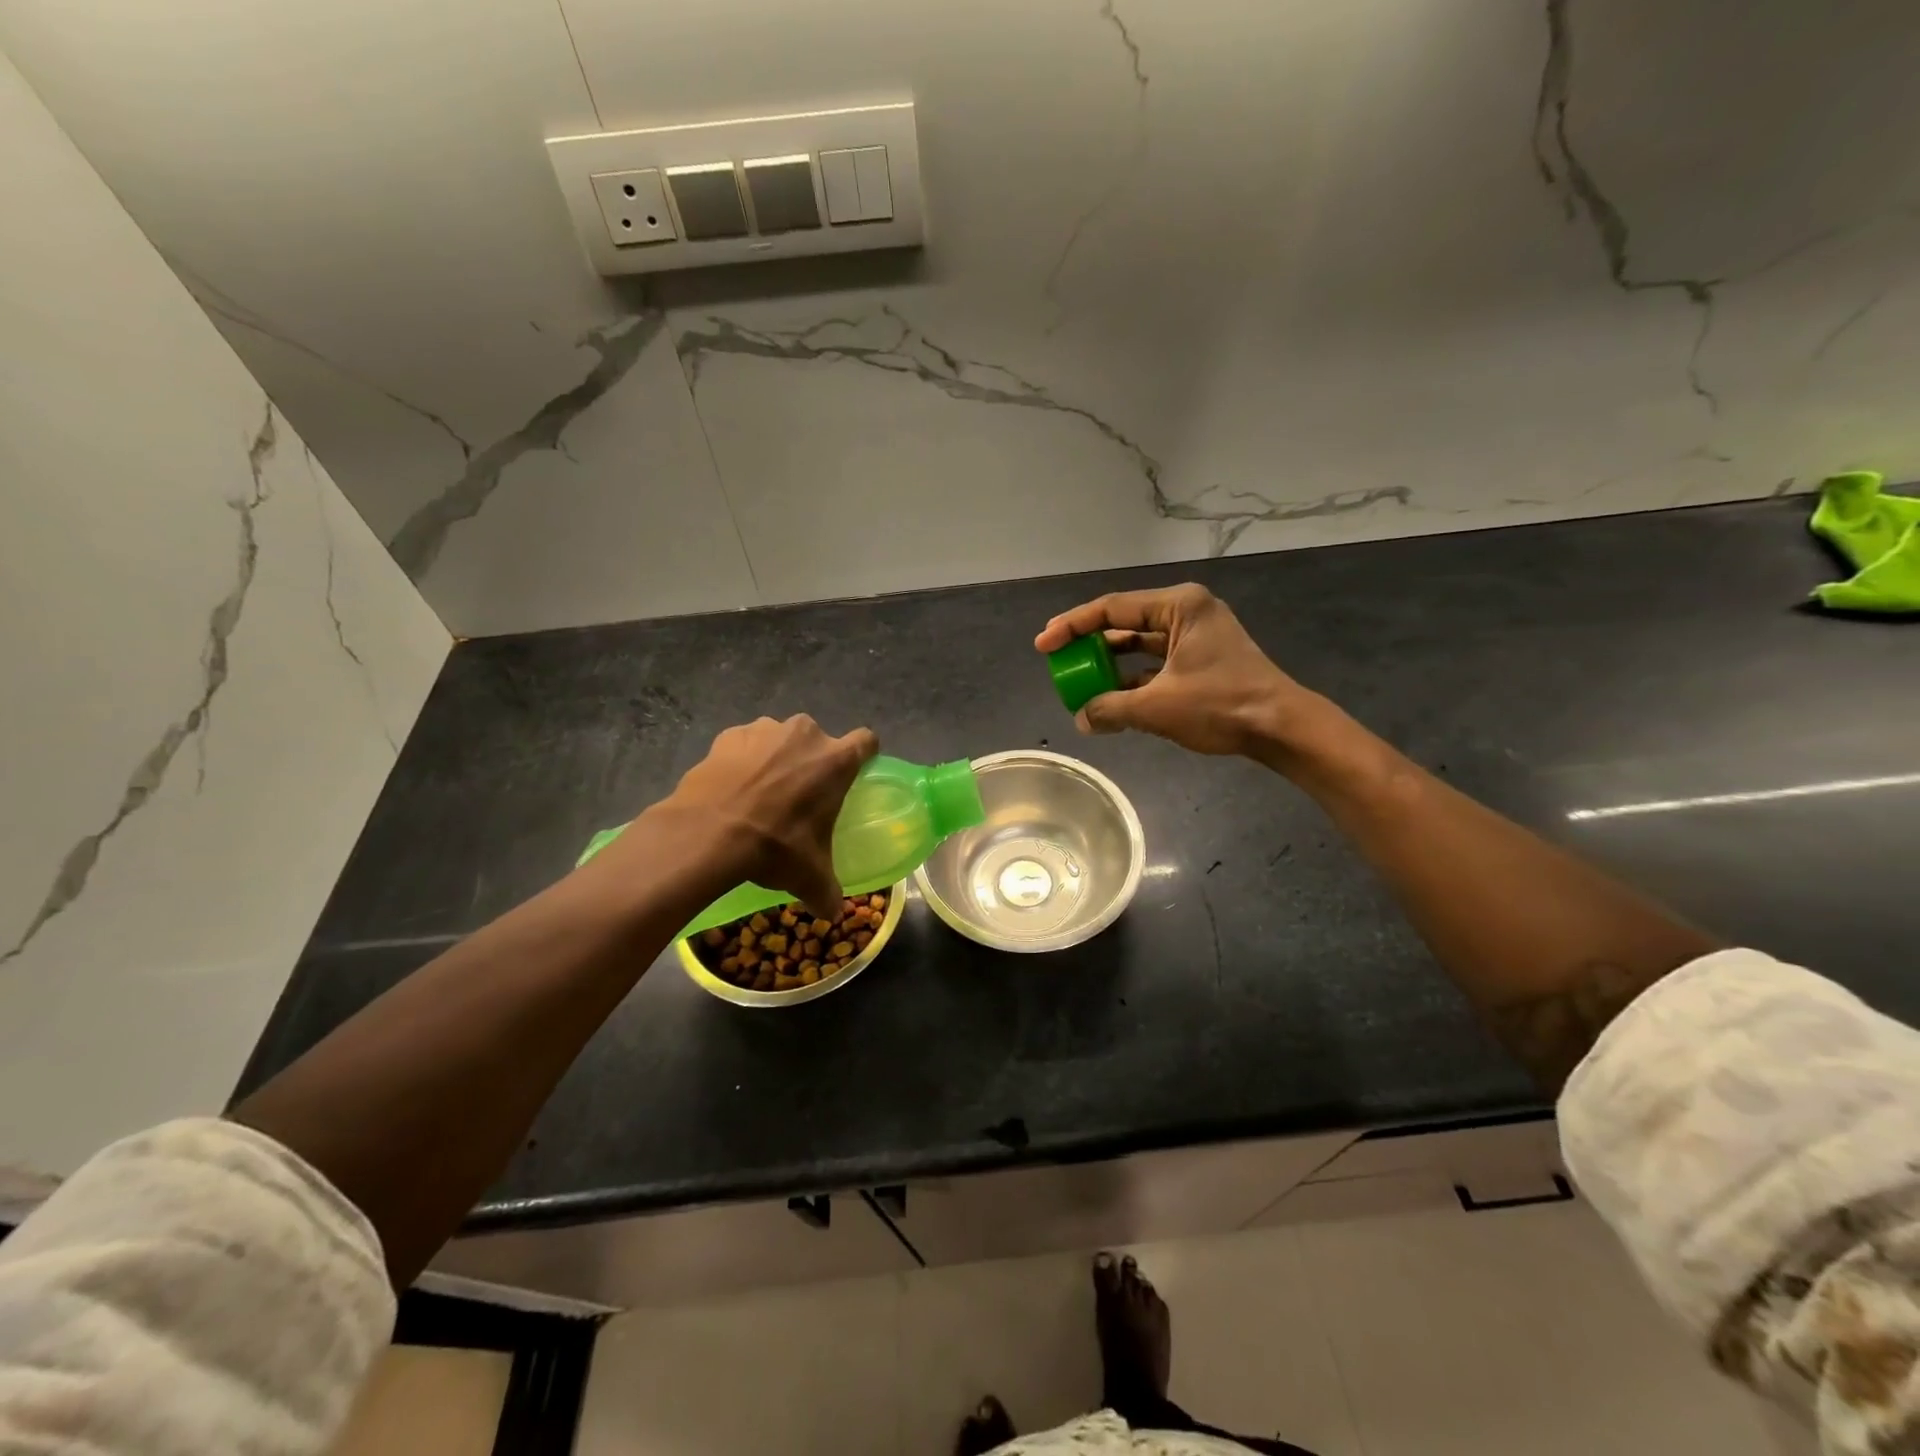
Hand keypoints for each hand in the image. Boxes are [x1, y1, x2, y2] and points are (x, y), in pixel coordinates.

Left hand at [658, 715, 878, 916]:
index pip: (866, 742)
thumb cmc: (774, 846)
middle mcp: (805, 734)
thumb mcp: (808, 876)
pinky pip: (744, 744)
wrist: (707, 833)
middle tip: (799, 796)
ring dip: (775, 758)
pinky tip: (730, 788)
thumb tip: (833, 913)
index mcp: (836, 760)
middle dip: (811, 762)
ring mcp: (765, 730)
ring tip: (759, 793)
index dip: (863, 755)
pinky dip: (741, 760)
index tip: (853, 774)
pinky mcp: (729, 735)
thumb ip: (827, 892)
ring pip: (780, 740)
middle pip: (818, 742)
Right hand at [1034, 584, 1317, 758]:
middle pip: (1124, 623)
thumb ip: (1111, 709)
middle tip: (1059, 661)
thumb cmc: (1221, 705)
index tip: (1044, 644)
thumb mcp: (1157, 708)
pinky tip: (1111, 699)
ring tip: (1080, 682)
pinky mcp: (1201, 660)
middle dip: (1089, 645)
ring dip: (1110, 665)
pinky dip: (1132, 679)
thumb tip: (1081, 719)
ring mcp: (1196, 636)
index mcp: (1179, 606)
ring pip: (1139, 645)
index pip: (1111, 609)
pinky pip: (1155, 663)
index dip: (1072, 626)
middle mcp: (1186, 612)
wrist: (1281, 727)